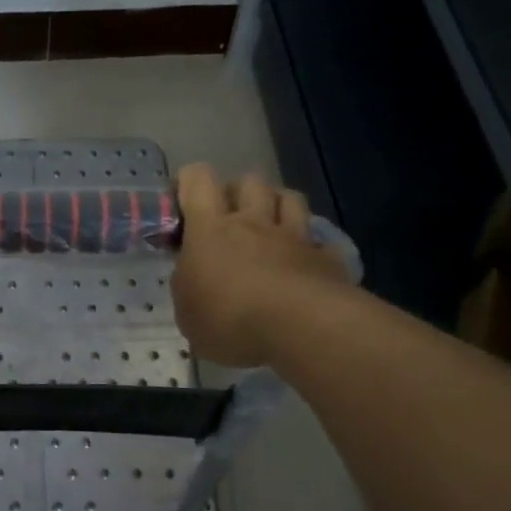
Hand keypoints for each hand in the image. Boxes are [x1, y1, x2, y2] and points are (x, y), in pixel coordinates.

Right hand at [171, 164, 349, 366]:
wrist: (301, 330)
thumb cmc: (229, 320)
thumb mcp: (188, 312)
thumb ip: (189, 285)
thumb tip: (193, 278)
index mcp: (210, 230)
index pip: (198, 180)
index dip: (190, 182)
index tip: (183, 203)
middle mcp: (253, 223)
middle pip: (249, 181)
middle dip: (238, 192)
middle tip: (228, 218)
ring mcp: (294, 238)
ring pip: (290, 198)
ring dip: (278, 205)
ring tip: (269, 228)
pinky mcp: (327, 259)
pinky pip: (320, 241)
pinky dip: (312, 247)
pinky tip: (305, 265)